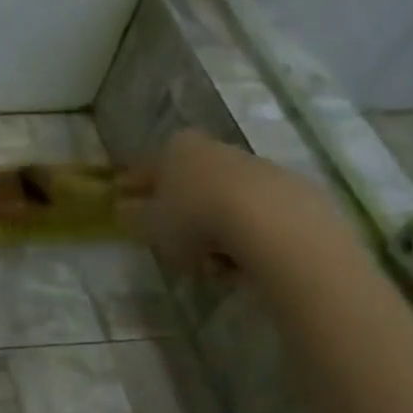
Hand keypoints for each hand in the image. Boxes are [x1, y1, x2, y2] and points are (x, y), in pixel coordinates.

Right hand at [114, 128, 319, 278]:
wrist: (274, 224)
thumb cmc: (196, 218)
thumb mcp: (150, 223)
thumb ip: (133, 215)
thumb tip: (124, 208)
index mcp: (177, 149)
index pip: (147, 167)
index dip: (133, 186)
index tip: (122, 201)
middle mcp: (216, 150)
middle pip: (189, 181)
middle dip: (179, 210)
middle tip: (169, 242)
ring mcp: (256, 167)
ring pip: (222, 201)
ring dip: (212, 229)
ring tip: (208, 264)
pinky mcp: (290, 190)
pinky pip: (254, 218)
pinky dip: (243, 237)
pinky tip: (239, 262)